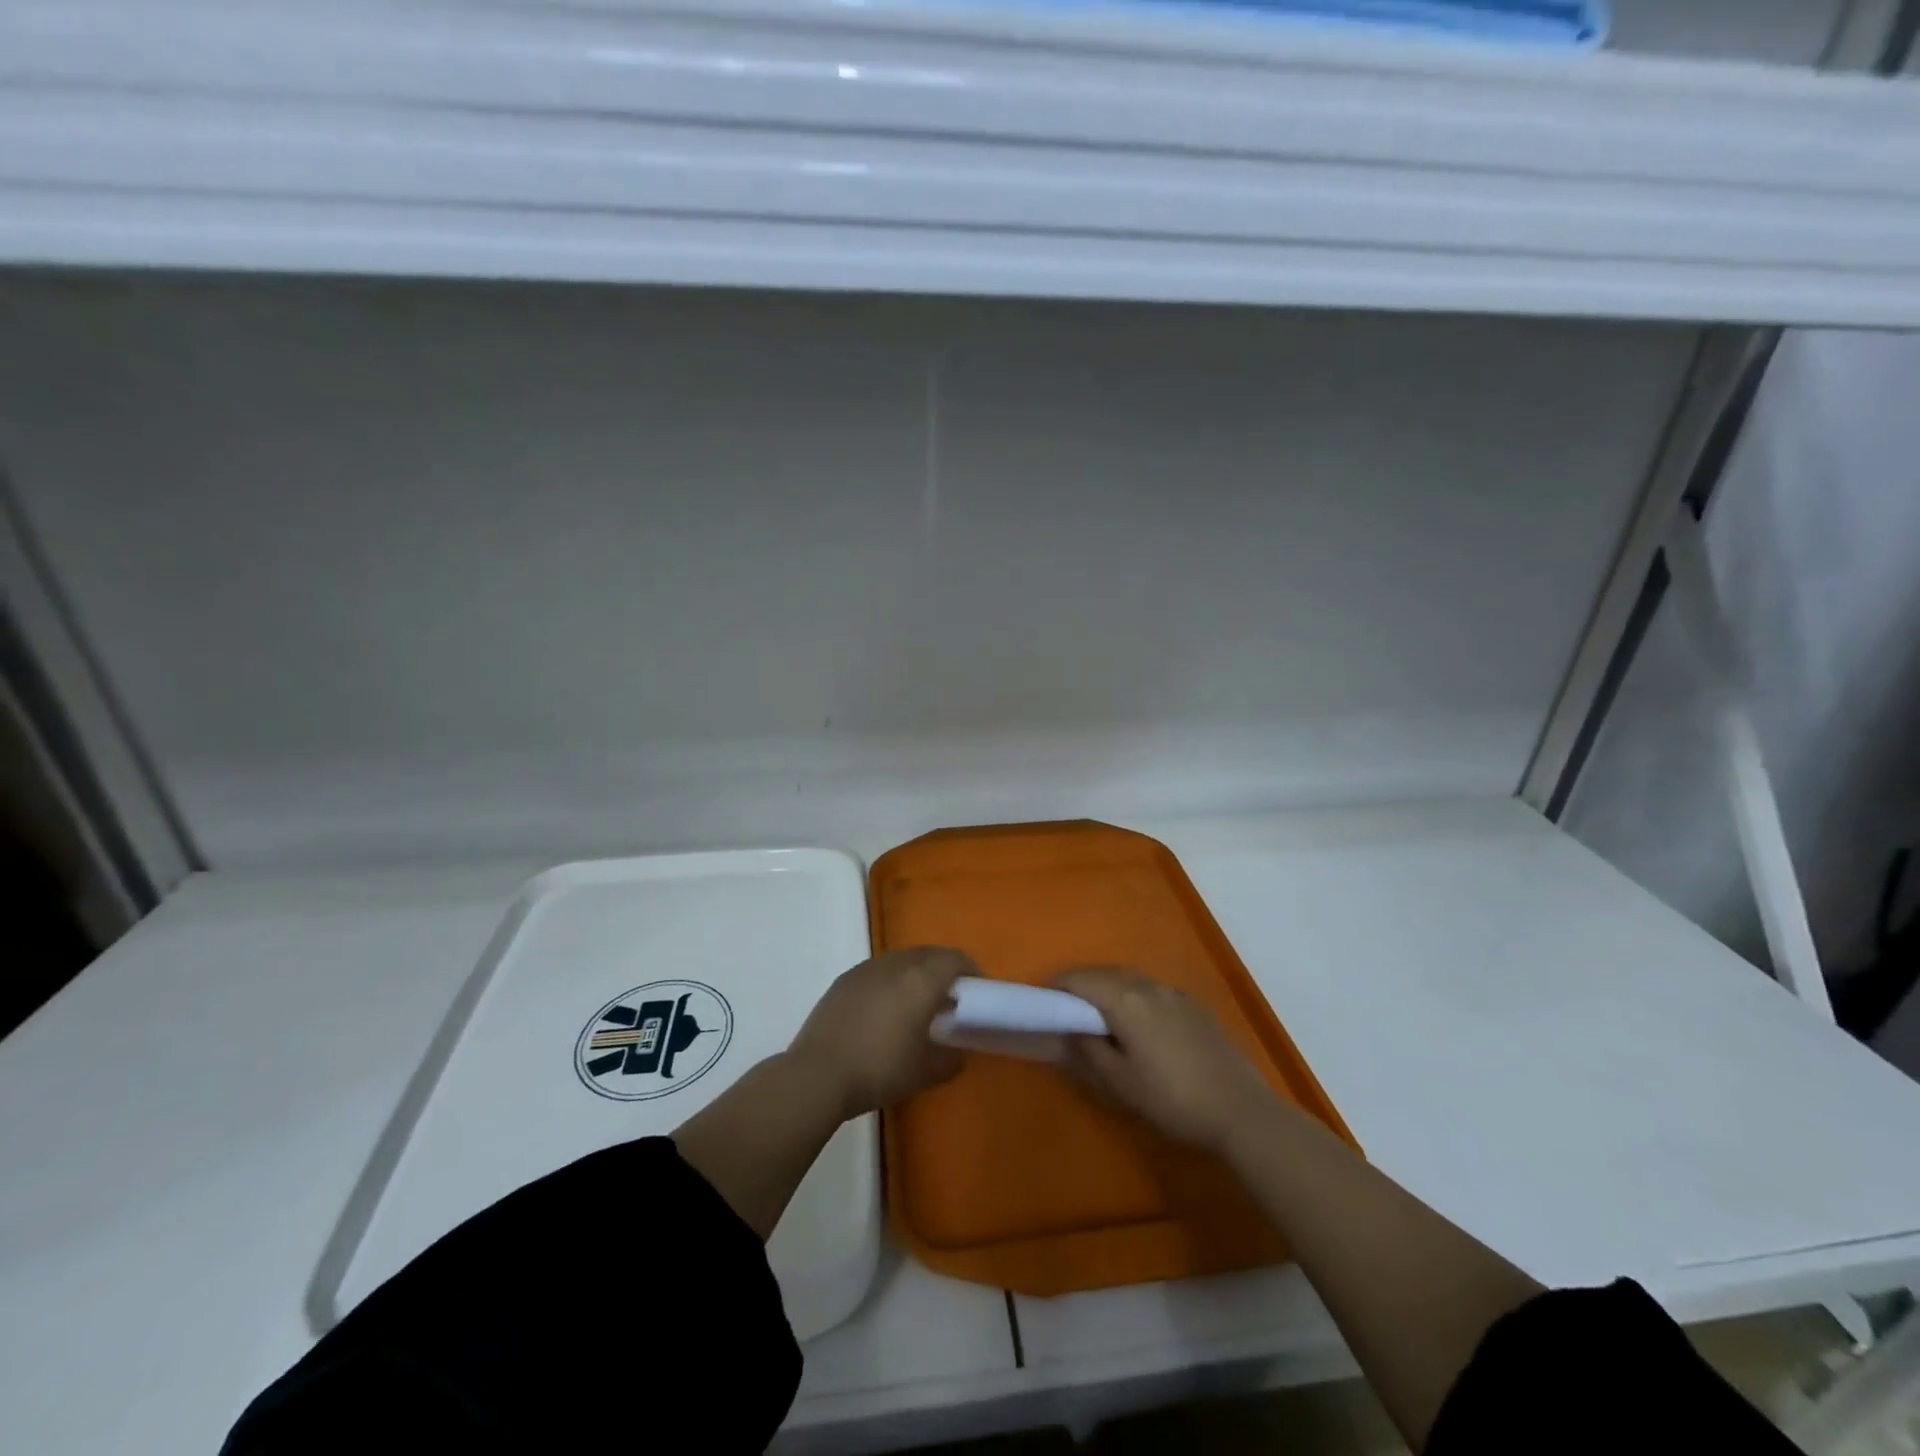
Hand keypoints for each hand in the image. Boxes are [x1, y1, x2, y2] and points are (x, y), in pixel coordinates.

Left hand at [787, 946, 970, 1119]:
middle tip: (952, 994)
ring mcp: (866, 969)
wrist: (818, 1073)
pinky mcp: (844, 979)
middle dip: (944, 969)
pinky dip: (892, 980)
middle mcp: (896, 964)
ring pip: (902, 959)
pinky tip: (886, 1007)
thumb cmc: (880, 1070)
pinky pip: (879, 970)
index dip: (971, 970)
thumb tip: (958, 1053)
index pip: (955, 960)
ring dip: (917, 972)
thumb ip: (950, 1059)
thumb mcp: (925, 1072)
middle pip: (929, 954)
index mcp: (922, 980)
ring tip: (919, 1000)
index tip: (978, 988)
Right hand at [1054, 967, 1278, 1153]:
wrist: (1241, 1110)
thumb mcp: (1121, 1083)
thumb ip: (1090, 1051)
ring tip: (1100, 1014)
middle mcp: (1149, 986)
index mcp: (1125, 1000)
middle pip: (1106, 973)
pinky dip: (1135, 995)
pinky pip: (1153, 990)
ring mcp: (1175, 993)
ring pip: (1131, 978)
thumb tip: (1070, 1030)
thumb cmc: (1173, 1099)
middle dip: (1083, 984)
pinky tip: (1140, 1022)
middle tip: (1069, 1009)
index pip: (1080, 979)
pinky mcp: (1195, 1006)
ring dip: (1110, 987)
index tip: (1046, 1004)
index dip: (1059, 987)